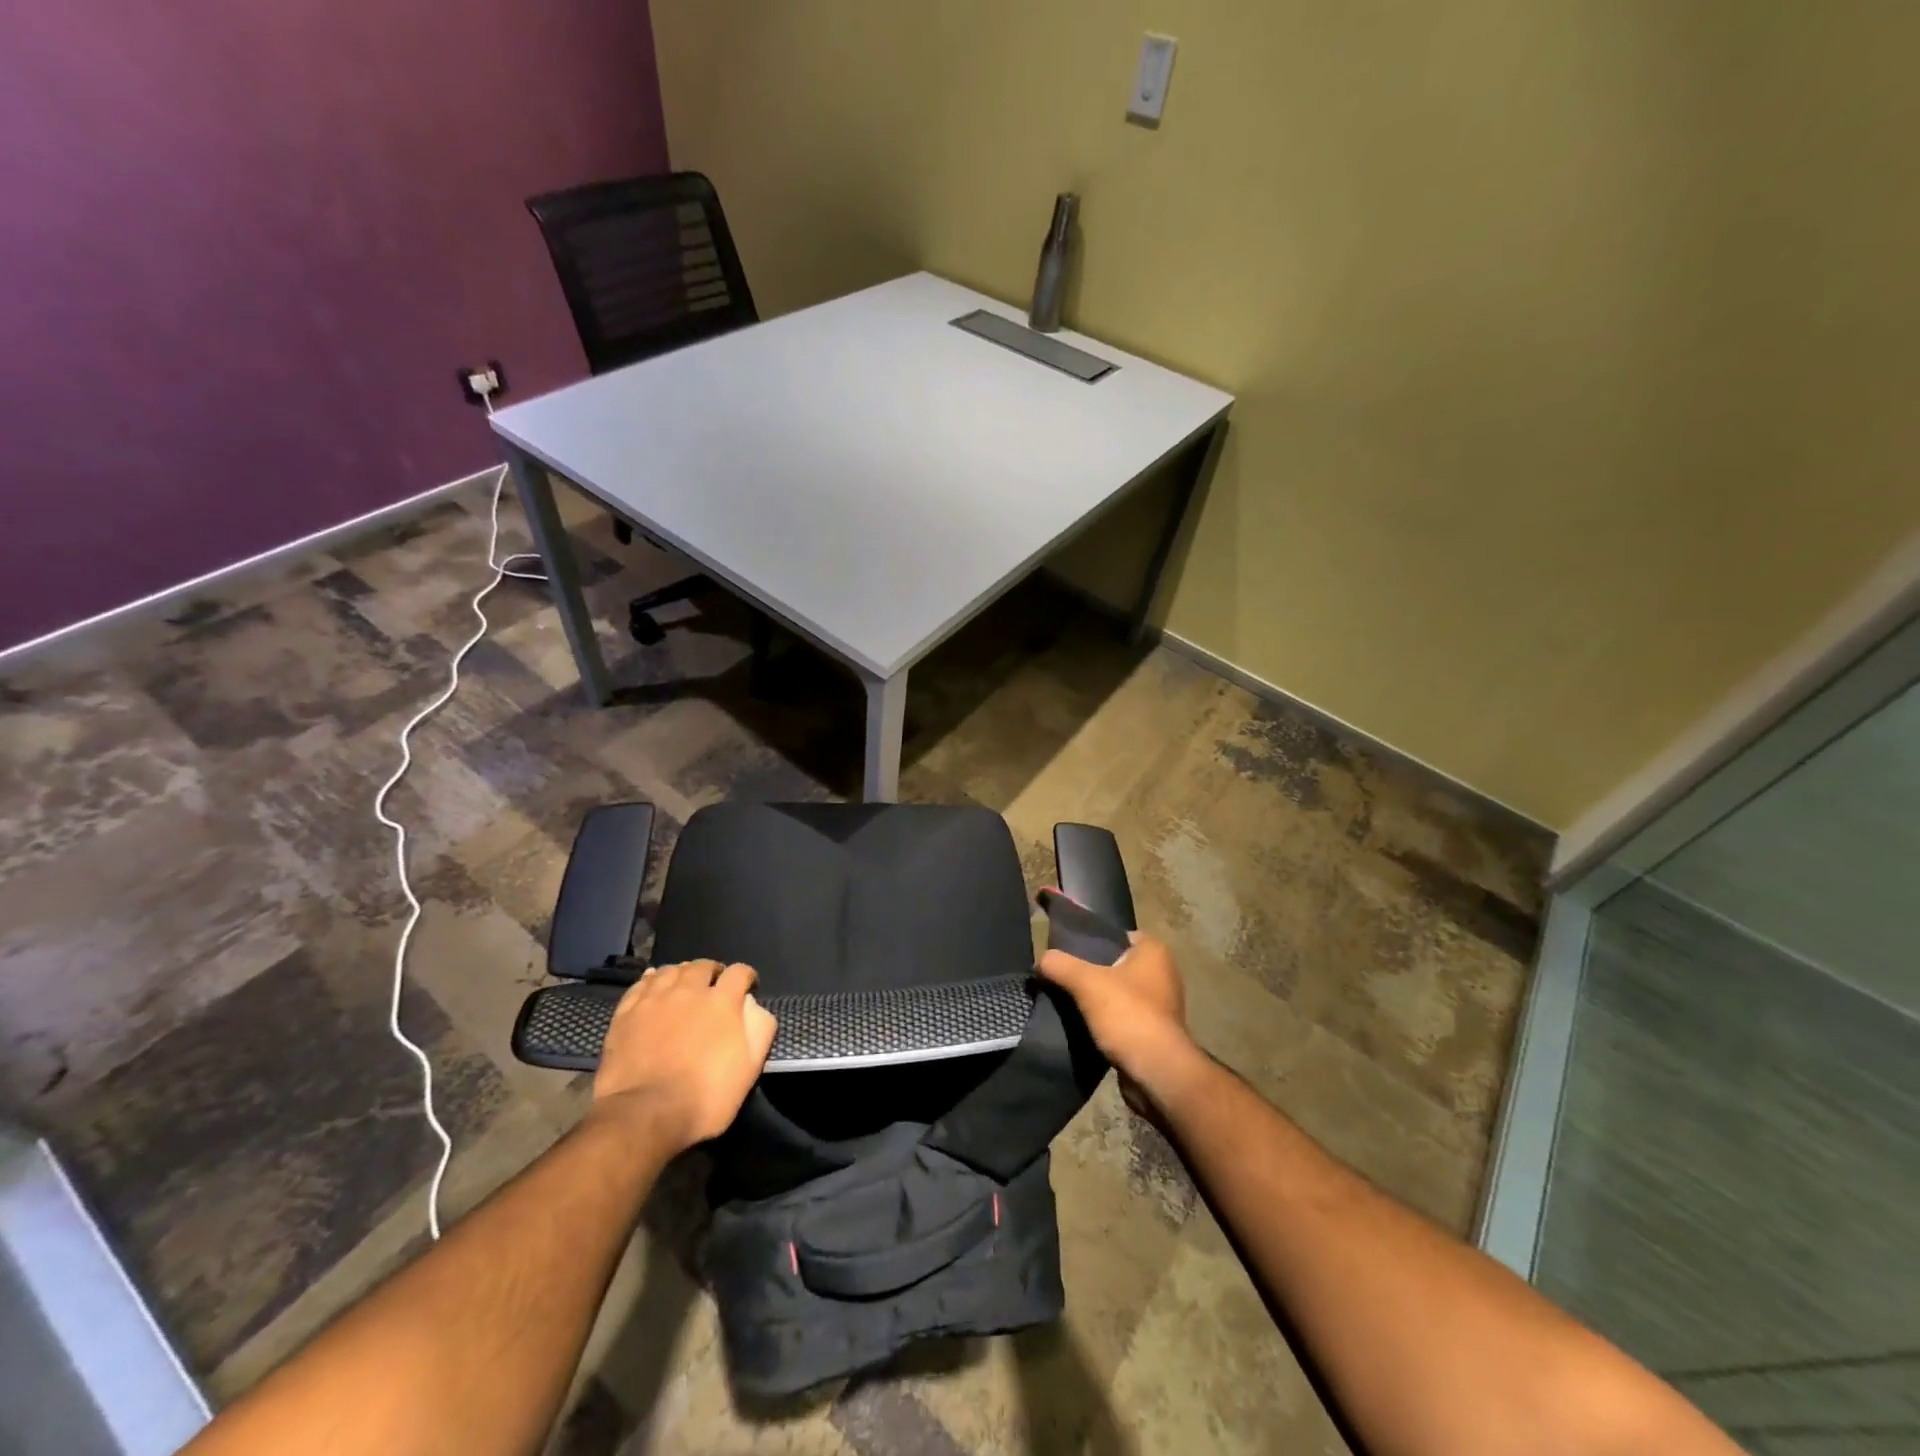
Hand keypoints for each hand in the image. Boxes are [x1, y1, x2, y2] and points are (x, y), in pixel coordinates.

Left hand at [590, 961, 777, 1153]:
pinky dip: (651, 980)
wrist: (645, 1116)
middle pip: (703, 966)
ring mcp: (654, 999)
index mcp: (722, 1001)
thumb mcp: (750, 1068)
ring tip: (684, 986)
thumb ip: (760, 1028)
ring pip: (671, 971)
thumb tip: (751, 1003)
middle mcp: (689, 990)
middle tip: (714, 987)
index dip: (746, 976)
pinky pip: (641, 984)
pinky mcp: (626, 1013)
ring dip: (682, 974)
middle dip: (713, 972)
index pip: (739, 972)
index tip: (748, 987)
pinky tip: (654, 985)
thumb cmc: (705, 1096)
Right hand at [1037, 932, 1199, 1111]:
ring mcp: (1159, 1005)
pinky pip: (1121, 1016)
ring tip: (1064, 999)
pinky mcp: (1153, 1031)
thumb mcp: (1086, 982)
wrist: (1156, 1073)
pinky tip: (1080, 1023)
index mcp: (1154, 951)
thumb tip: (1040, 960)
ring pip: (1116, 991)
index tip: (1065, 949)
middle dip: (1088, 970)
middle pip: (1114, 963)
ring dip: (1095, 997)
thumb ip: (1060, 964)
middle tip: (1059, 974)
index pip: (1116, 934)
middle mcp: (1162, 973)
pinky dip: (1103, 1019)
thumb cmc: (1128, 1014)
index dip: (1090, 939)